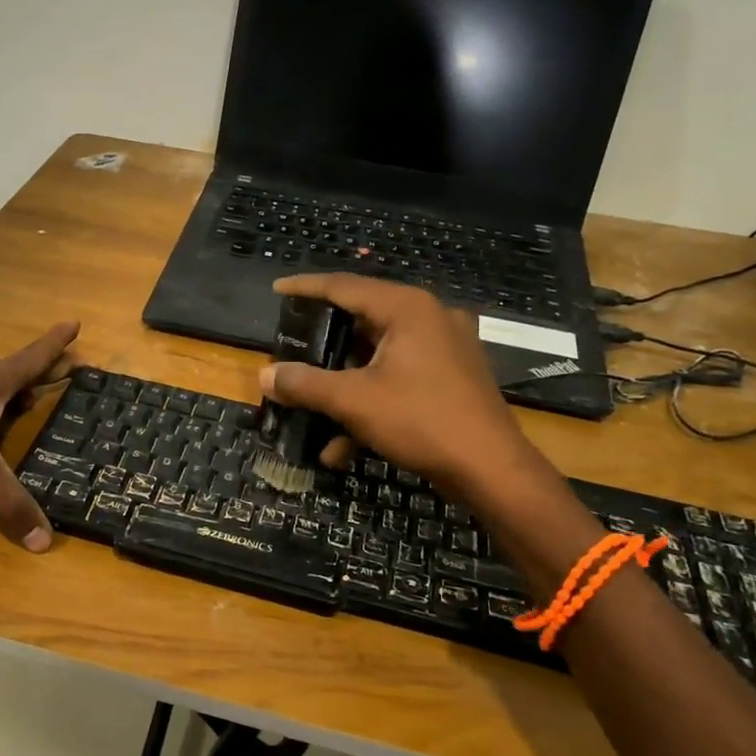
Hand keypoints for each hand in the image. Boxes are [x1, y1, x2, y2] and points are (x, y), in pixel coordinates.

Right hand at [260, 275, 534, 494]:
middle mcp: (429, 318)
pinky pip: (399, 379)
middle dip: (324, 344)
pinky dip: (370, 403)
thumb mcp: (353, 400)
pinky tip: (343, 446)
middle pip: (363, 321)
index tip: (277, 289)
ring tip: (311, 406)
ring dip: (343, 385)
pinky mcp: (451, 378)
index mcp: (407, 309)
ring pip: (379, 356)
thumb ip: (305, 384)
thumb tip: (264, 377)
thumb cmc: (421, 420)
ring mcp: (445, 349)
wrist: (491, 469)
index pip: (345, 286)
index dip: (306, 288)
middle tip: (293, 346)